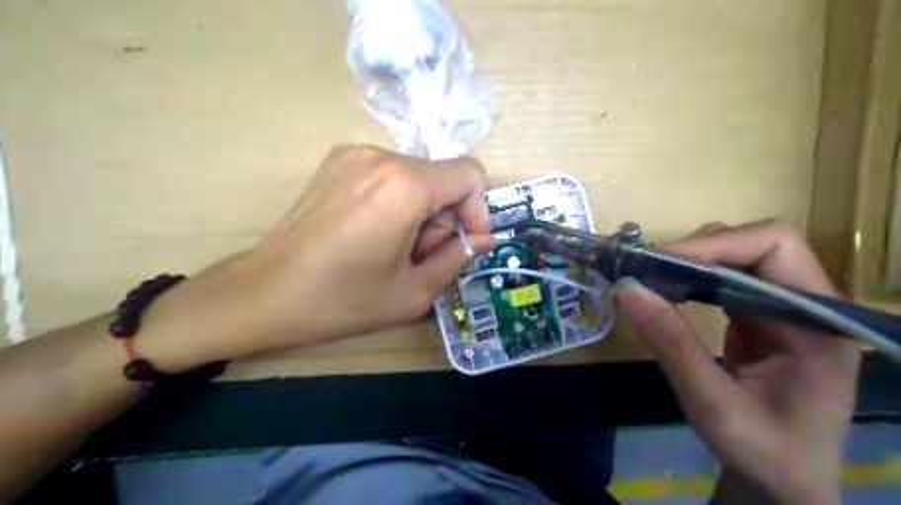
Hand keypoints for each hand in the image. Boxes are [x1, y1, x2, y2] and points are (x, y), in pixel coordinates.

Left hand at [140, 145, 491, 369]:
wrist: (262, 293)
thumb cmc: (341, 300)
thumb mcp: (414, 292)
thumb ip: (459, 258)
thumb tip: (482, 239)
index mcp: (405, 186)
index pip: (471, 175)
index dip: (477, 211)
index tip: (462, 244)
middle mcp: (382, 156)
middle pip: (442, 179)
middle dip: (443, 219)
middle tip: (417, 257)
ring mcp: (355, 154)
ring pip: (417, 178)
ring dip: (419, 213)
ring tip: (391, 249)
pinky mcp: (337, 161)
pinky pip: (389, 176)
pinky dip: (396, 202)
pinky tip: (371, 233)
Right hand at [613, 218, 856, 503]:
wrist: (782, 482)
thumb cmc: (763, 452)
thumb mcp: (712, 404)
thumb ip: (672, 344)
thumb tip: (626, 288)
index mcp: (818, 323)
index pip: (774, 246)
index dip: (714, 245)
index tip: (659, 263)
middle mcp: (809, 304)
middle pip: (755, 242)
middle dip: (697, 250)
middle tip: (647, 270)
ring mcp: (785, 307)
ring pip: (737, 254)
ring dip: (691, 261)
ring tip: (651, 278)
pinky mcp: (762, 315)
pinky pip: (726, 277)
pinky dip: (691, 278)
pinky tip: (668, 291)